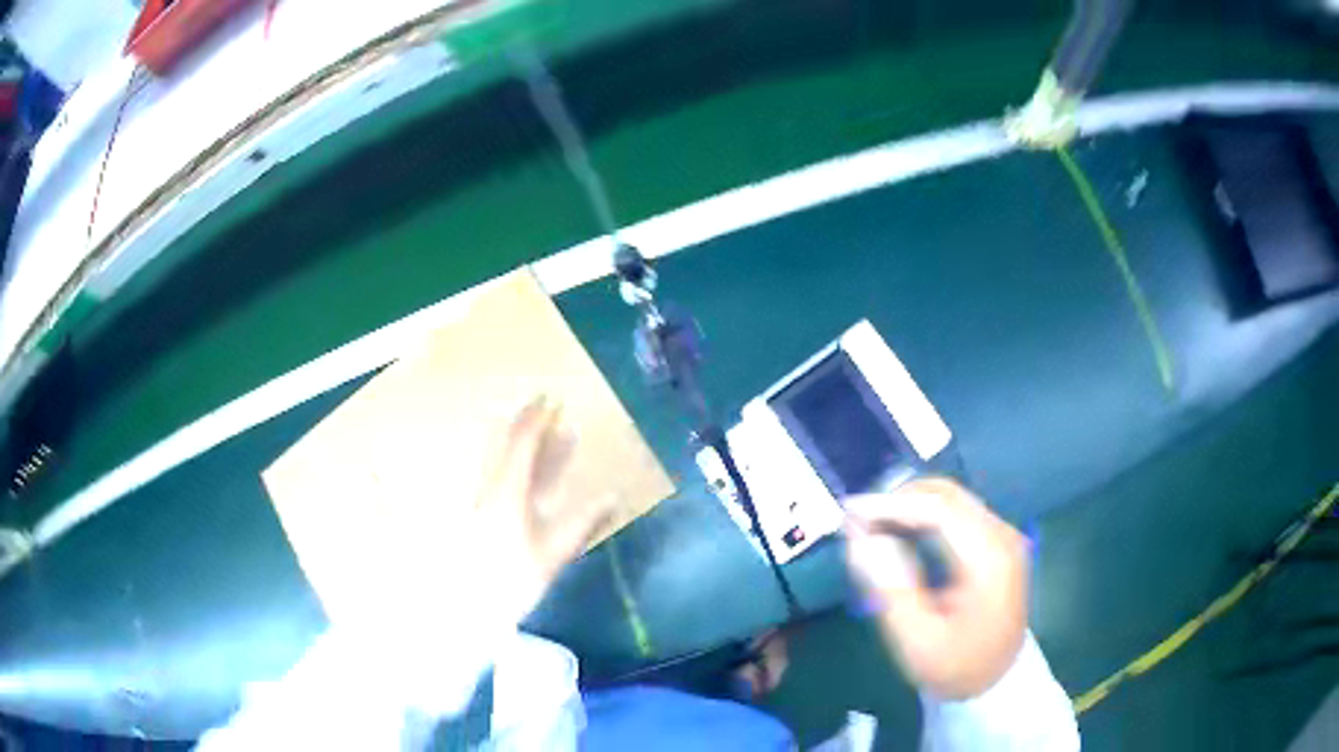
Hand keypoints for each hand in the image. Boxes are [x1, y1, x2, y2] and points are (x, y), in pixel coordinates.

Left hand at [473, 396, 616, 620]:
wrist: (471, 607)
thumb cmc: (514, 579)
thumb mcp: (554, 553)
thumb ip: (583, 523)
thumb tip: (612, 496)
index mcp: (509, 491)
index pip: (523, 445)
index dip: (538, 420)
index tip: (552, 400)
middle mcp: (492, 489)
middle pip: (506, 446)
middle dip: (526, 424)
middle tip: (544, 407)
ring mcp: (483, 502)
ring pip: (500, 461)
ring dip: (520, 443)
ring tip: (540, 433)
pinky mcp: (479, 517)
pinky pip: (498, 478)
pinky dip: (515, 467)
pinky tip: (522, 474)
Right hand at [843, 478, 1027, 699]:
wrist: (996, 680)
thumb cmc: (954, 666)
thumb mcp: (916, 640)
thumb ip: (890, 588)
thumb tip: (860, 539)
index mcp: (989, 560)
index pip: (939, 510)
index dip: (891, 504)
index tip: (848, 512)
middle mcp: (1001, 536)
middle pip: (947, 495)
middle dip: (897, 500)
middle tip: (856, 522)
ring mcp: (1001, 536)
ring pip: (950, 500)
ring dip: (908, 506)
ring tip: (869, 529)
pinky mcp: (995, 543)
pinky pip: (955, 514)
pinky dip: (922, 517)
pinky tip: (898, 535)